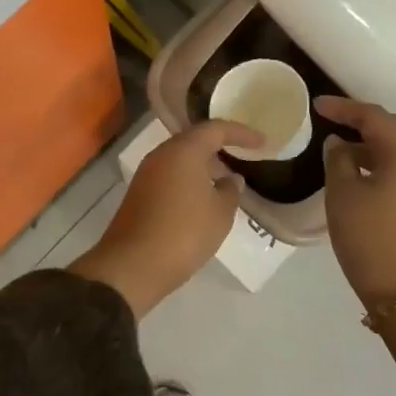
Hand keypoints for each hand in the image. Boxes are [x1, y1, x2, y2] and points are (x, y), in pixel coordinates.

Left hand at [68, 119, 262, 317]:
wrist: (132, 266)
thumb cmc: (183, 233)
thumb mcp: (220, 214)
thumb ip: (230, 191)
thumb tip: (230, 179)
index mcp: (184, 150)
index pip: (216, 129)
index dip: (242, 133)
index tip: (263, 142)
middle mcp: (162, 154)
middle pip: (195, 139)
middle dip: (221, 144)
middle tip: (244, 153)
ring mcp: (147, 173)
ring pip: (181, 157)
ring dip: (204, 163)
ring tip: (226, 176)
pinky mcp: (140, 192)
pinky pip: (171, 174)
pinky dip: (190, 177)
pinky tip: (203, 195)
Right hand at [317, 96, 395, 308]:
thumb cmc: (372, 239)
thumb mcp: (343, 196)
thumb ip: (338, 161)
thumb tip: (339, 144)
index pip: (373, 116)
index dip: (344, 107)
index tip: (317, 105)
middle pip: (390, 130)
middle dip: (360, 121)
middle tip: (331, 119)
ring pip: (394, 152)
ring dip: (367, 145)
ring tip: (338, 148)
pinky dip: (374, 165)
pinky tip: (355, 177)